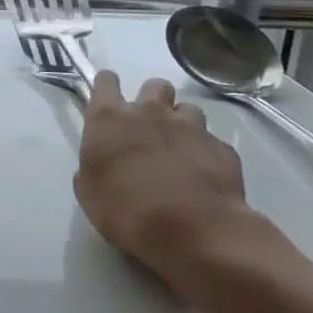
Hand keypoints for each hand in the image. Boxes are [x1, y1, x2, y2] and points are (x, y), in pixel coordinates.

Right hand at [74, 72, 250, 283]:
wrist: (193, 231)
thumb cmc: (126, 211)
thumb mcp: (90, 193)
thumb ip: (92, 168)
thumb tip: (100, 165)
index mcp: (109, 119)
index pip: (105, 81)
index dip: (107, 87)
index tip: (108, 99)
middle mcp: (149, 112)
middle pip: (154, 85)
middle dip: (153, 100)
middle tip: (150, 127)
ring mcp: (190, 127)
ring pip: (188, 109)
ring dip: (183, 124)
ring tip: (181, 151)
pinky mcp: (222, 148)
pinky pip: (212, 142)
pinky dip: (207, 154)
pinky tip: (204, 177)